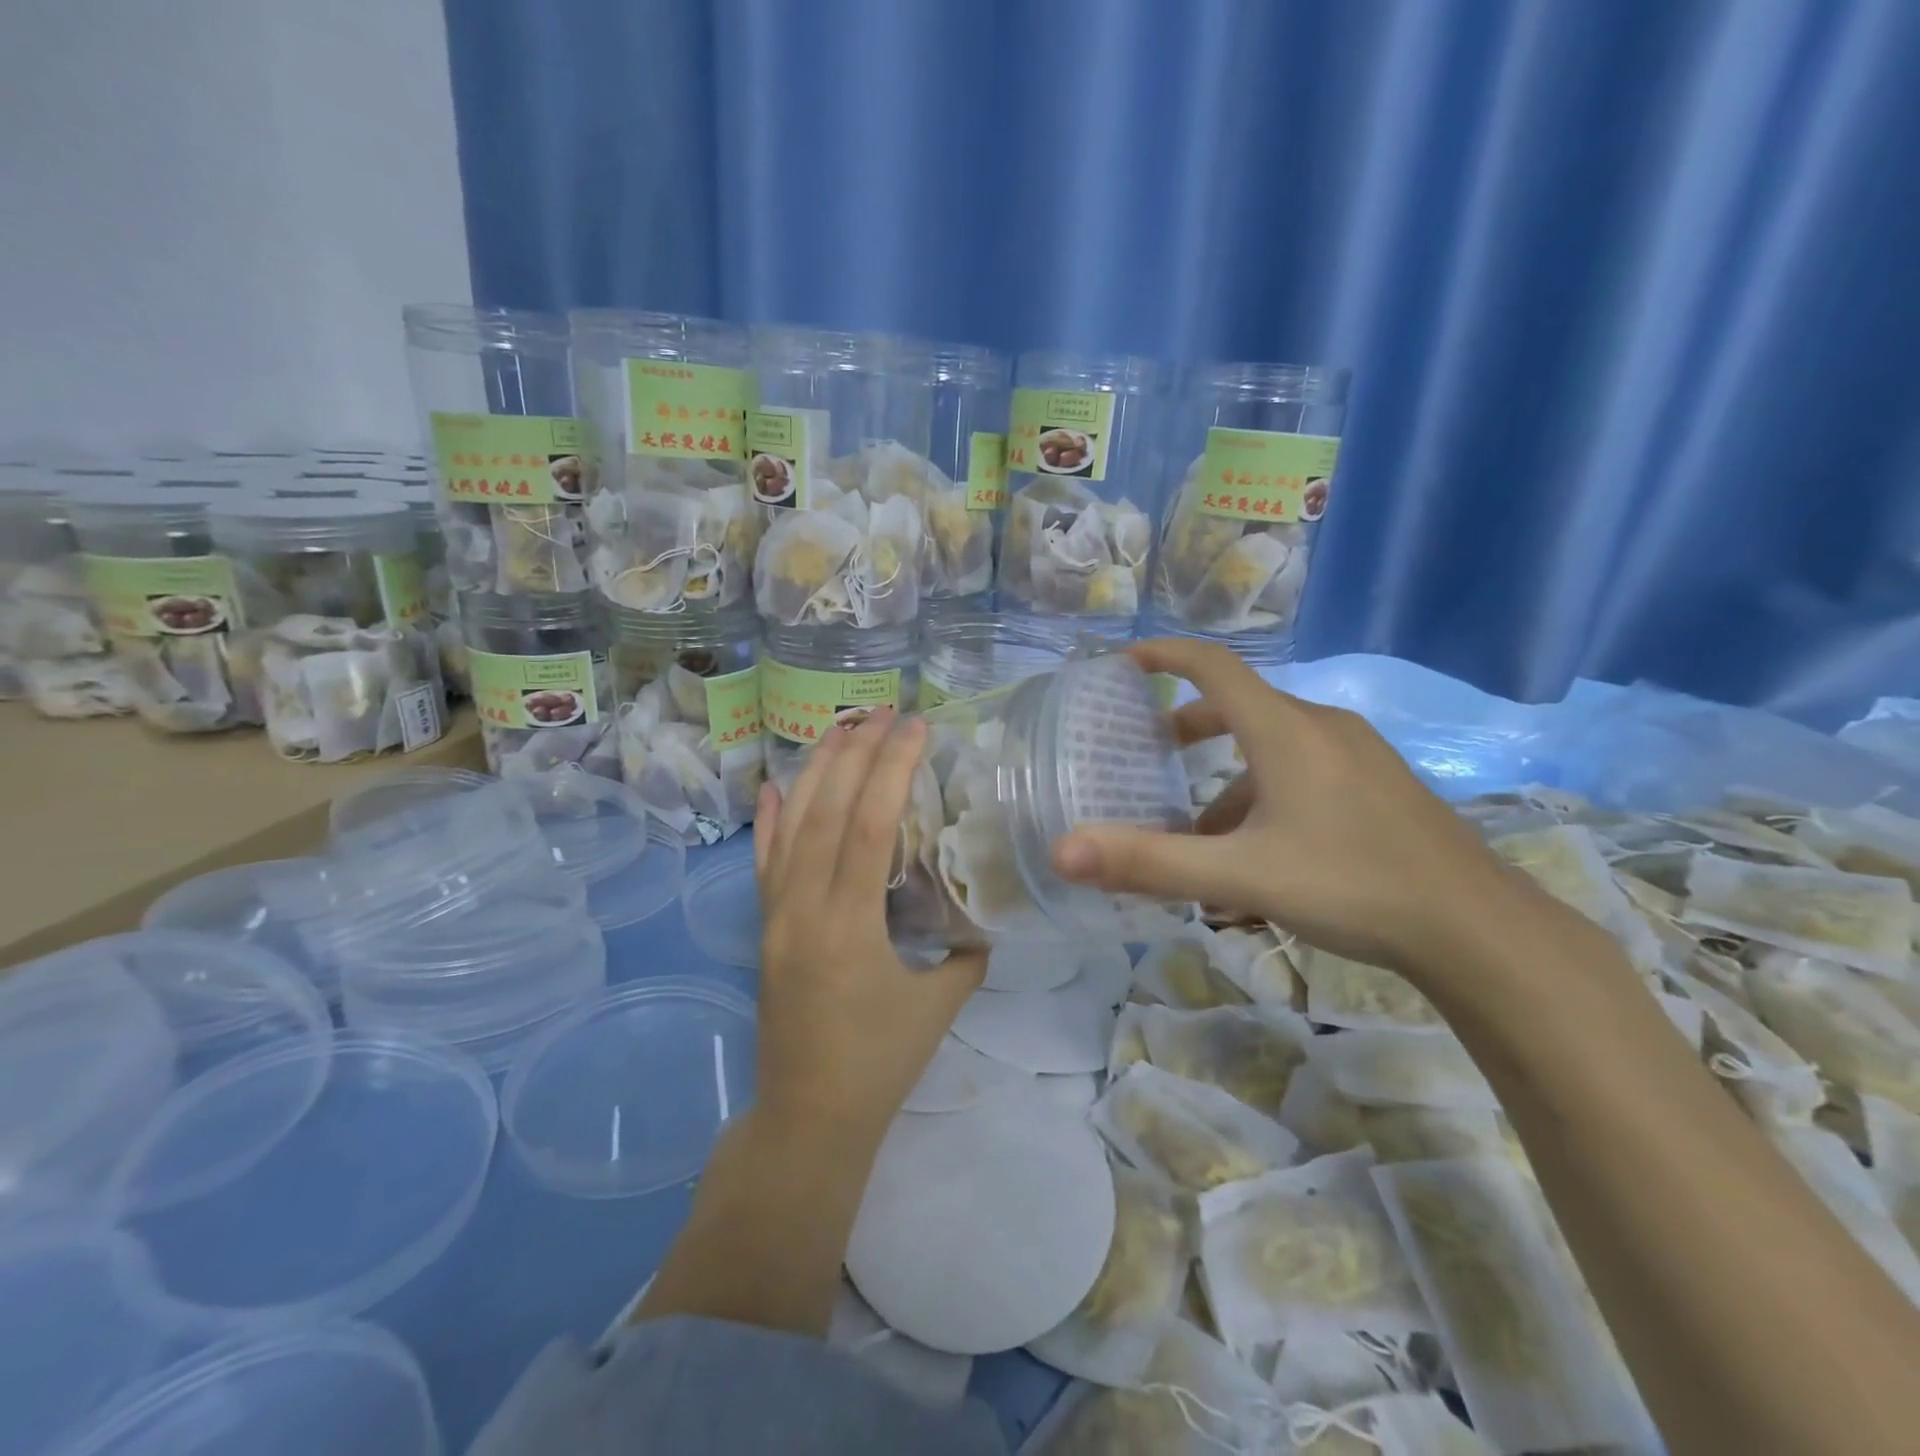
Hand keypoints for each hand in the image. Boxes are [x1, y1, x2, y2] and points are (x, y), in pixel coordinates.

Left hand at [753, 709, 986, 1143]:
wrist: (807, 1118)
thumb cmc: (878, 1065)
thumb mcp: (938, 1007)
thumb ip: (966, 955)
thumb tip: (982, 918)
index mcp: (848, 925)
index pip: (867, 825)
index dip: (891, 770)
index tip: (914, 728)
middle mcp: (803, 908)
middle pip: (826, 810)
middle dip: (855, 754)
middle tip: (882, 712)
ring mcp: (775, 915)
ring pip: (791, 826)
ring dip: (816, 771)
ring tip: (841, 728)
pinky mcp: (764, 927)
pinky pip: (763, 862)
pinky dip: (770, 819)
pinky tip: (777, 784)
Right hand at [1050, 638, 1537, 973]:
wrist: (1475, 927)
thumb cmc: (1351, 884)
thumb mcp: (1240, 874)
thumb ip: (1149, 863)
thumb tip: (1062, 852)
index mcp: (1284, 731)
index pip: (1213, 666)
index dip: (1164, 655)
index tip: (1124, 663)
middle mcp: (1320, 728)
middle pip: (1240, 707)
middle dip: (1188, 727)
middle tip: (1150, 754)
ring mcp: (1356, 755)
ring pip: (1272, 748)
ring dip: (1226, 778)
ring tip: (1197, 834)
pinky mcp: (1378, 785)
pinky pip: (1303, 772)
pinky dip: (1264, 796)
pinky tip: (1260, 855)